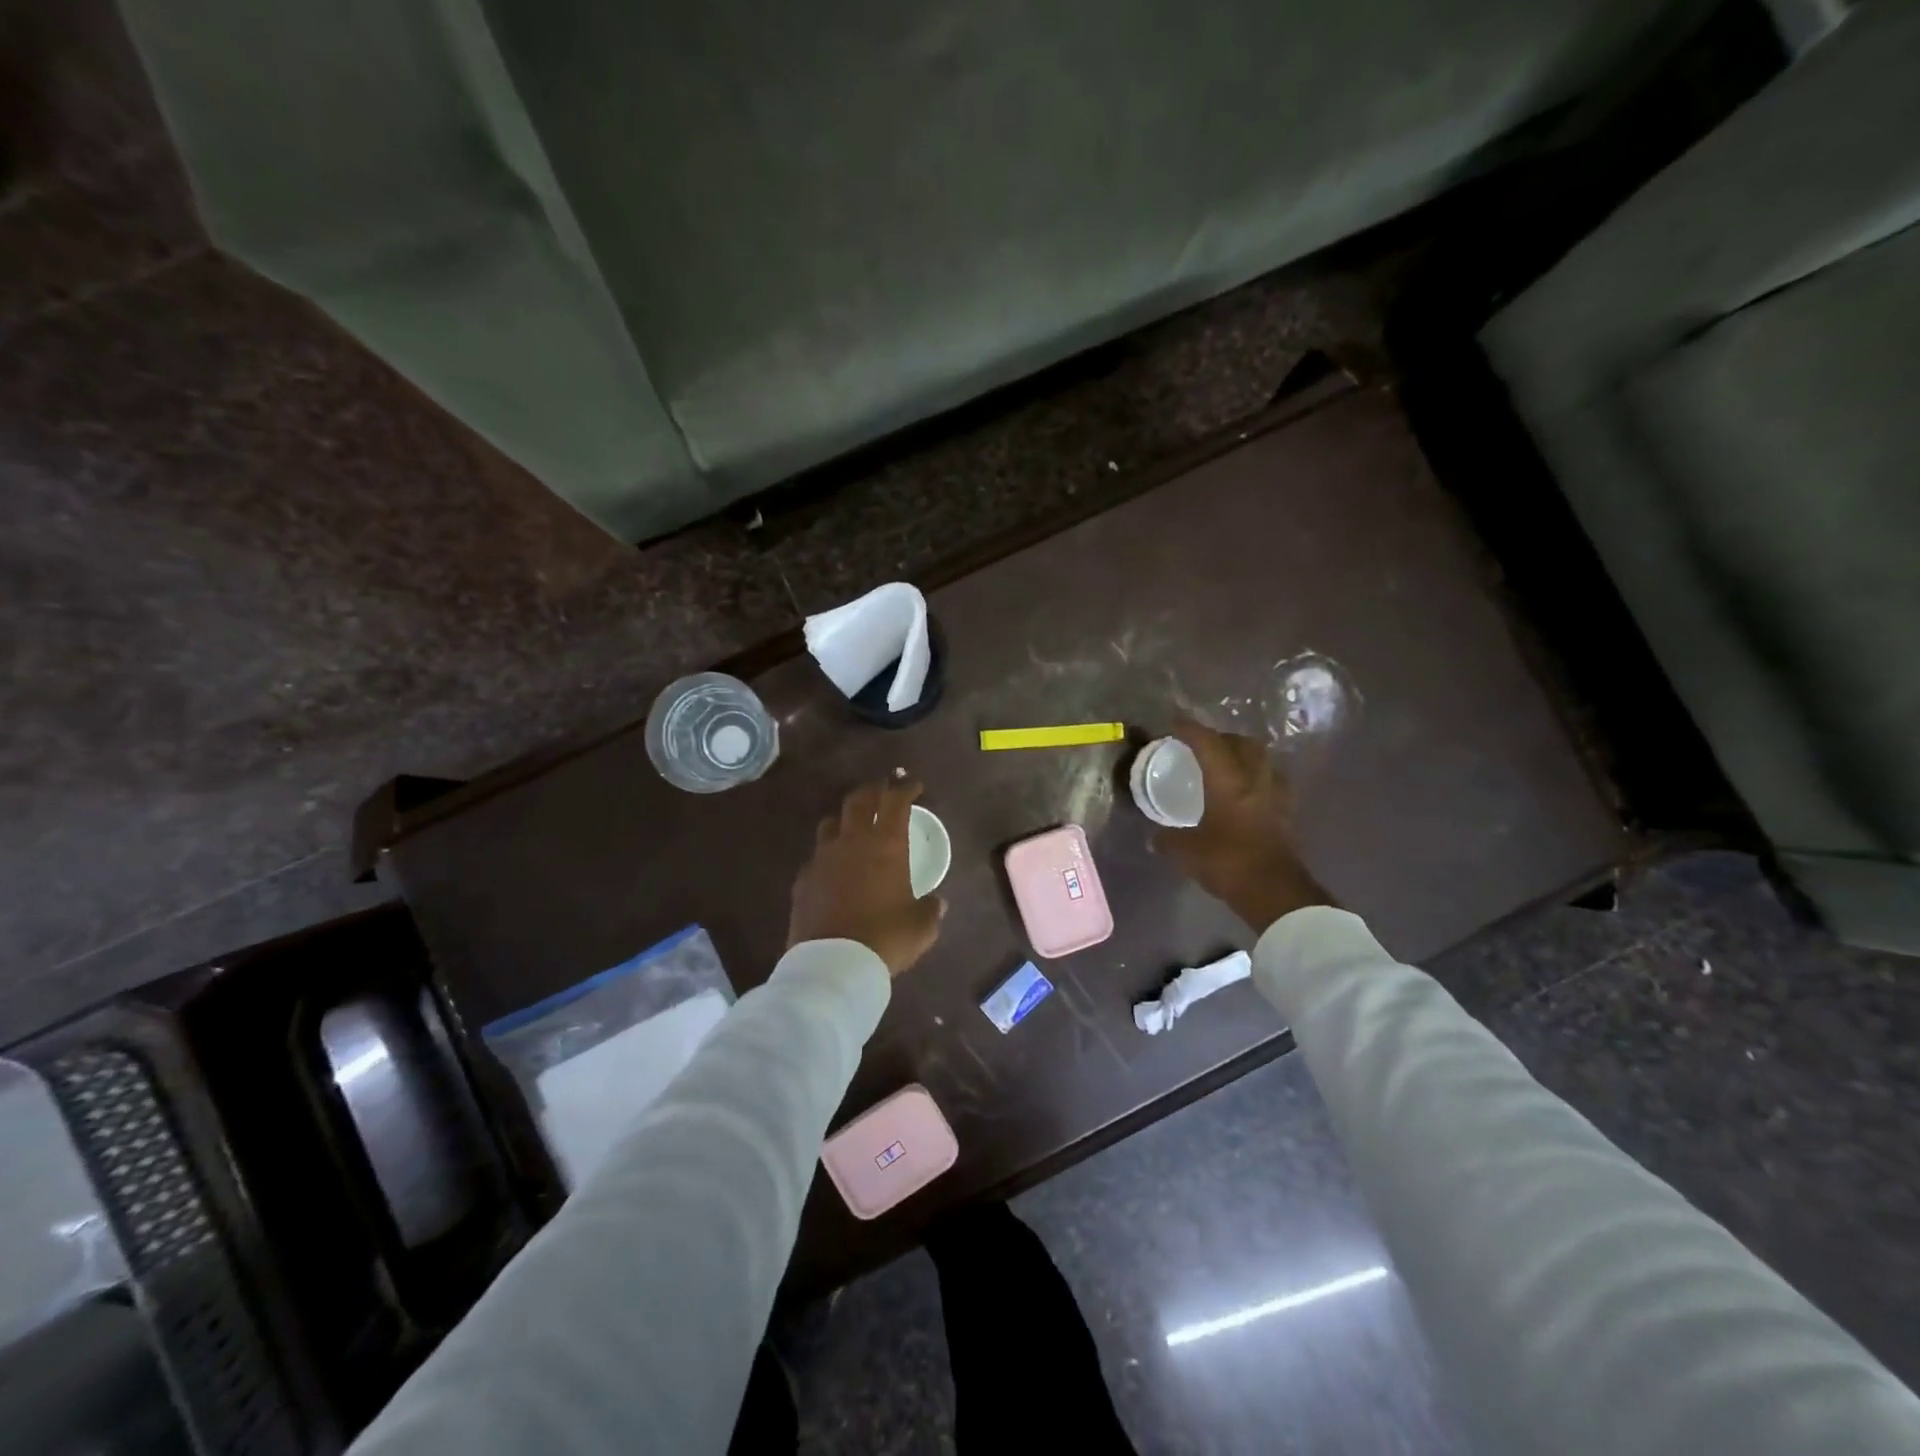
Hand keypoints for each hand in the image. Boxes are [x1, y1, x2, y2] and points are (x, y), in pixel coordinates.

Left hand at [789, 779, 945, 975]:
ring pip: (831, 823)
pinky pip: (815, 856)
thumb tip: (936, 903)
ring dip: (844, 819)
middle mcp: (852, 842)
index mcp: (886, 845)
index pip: (896, 802)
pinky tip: (832, 868)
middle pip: (859, 800)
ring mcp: (823, 858)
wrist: (833, 964)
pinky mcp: (803, 879)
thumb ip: (930, 909)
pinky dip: (827, 855)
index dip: (905, 789)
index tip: (913, 786)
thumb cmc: (886, 938)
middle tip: (882, 791)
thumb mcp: (921, 926)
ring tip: (853, 826)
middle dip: (873, 791)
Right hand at [1152, 718, 1331, 930]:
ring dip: (1244, 755)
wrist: (1275, 892)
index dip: (1189, 729)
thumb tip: (1154, 838)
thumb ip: (1168, 840)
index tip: (1173, 724)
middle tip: (1202, 744)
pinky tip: (1245, 791)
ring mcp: (1276, 794)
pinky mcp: (1287, 813)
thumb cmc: (1228, 863)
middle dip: (1221, 737)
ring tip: (1226, 764)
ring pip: (1262, 759)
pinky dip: (1256, 777)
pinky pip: (1270, 781)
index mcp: (1228, 780)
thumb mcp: (1187, 852)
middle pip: (1242, 743)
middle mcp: (1255, 779)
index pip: (1208, 742)